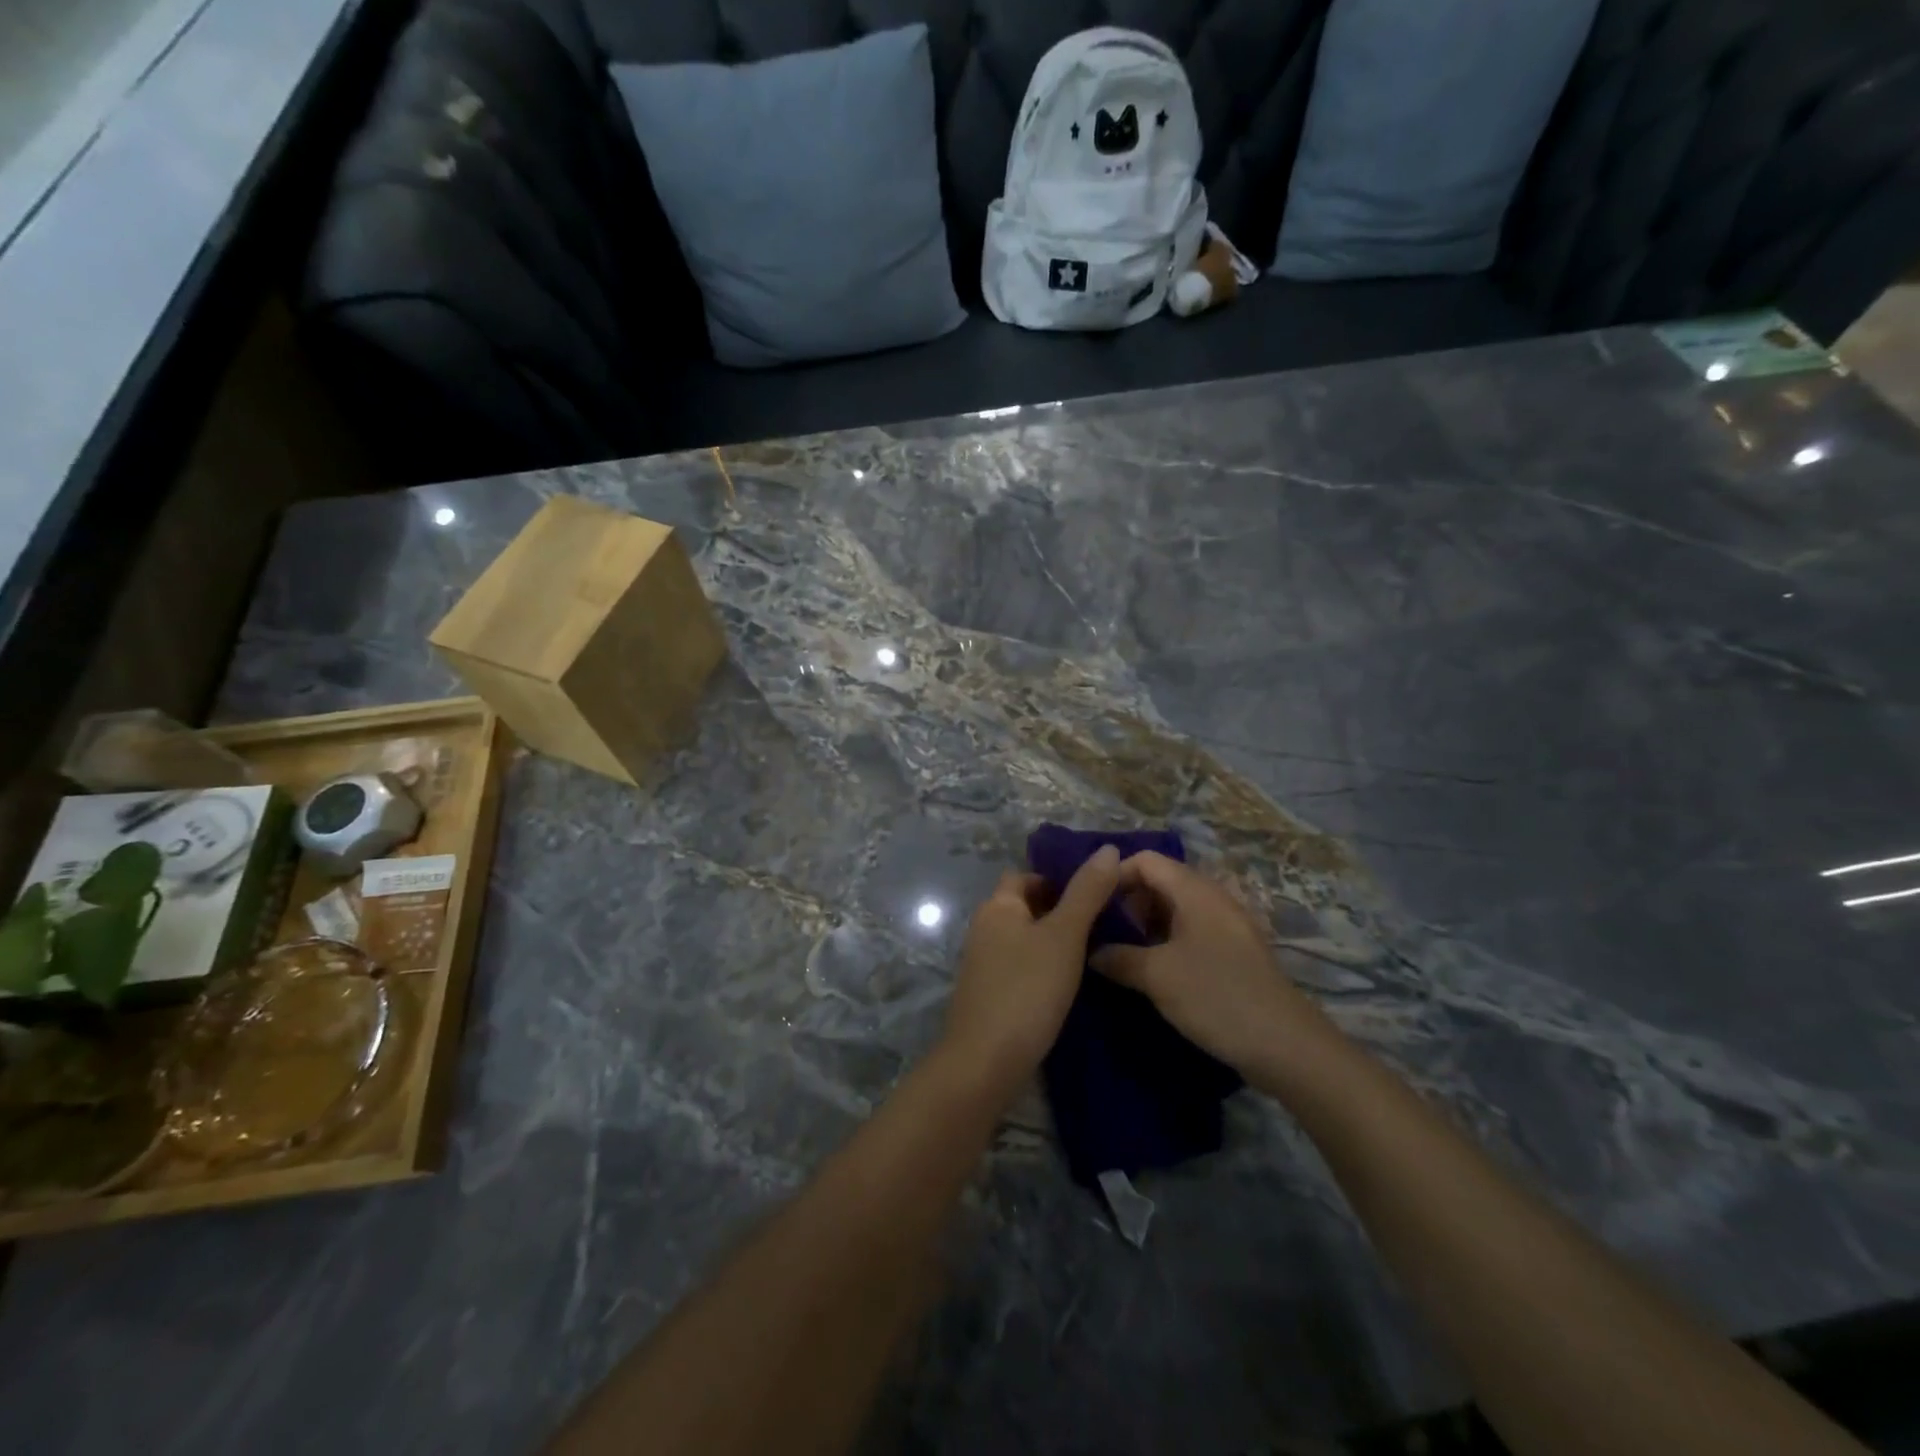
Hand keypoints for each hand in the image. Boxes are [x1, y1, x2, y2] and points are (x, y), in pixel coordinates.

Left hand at [939, 846, 1121, 1096]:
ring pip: (1023, 938)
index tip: (1094, 893)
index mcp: (997, 907)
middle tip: (1102, 923)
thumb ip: (1086, 893)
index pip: (1025, 876)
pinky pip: (1020, 966)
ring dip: (1052, 940)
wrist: (985, 1062)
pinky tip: (1068, 984)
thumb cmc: (1027, 990)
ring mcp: (983, 964)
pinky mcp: (988, 994)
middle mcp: (984, 928)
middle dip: (1059, 910)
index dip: (1057, 878)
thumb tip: (1108, 848)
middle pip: (1024, 906)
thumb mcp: (1064, 936)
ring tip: (1094, 951)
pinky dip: (1042, 967)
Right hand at [1089, 852, 1344, 1086]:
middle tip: (1101, 933)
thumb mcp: (1157, 976)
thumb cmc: (1216, 996)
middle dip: (1127, 903)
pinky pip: (1189, 934)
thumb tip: (1092, 952)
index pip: (1145, 860)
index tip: (1089, 905)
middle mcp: (1212, 900)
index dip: (1114, 875)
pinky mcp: (1233, 954)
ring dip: (1144, 927)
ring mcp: (1226, 927)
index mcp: (1195, 892)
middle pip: (1160, 882)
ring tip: (1119, 955)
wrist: (1286, 1046)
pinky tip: (1150, 972)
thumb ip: (1118, 958)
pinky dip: (1165, 944)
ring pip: (1174, 911)